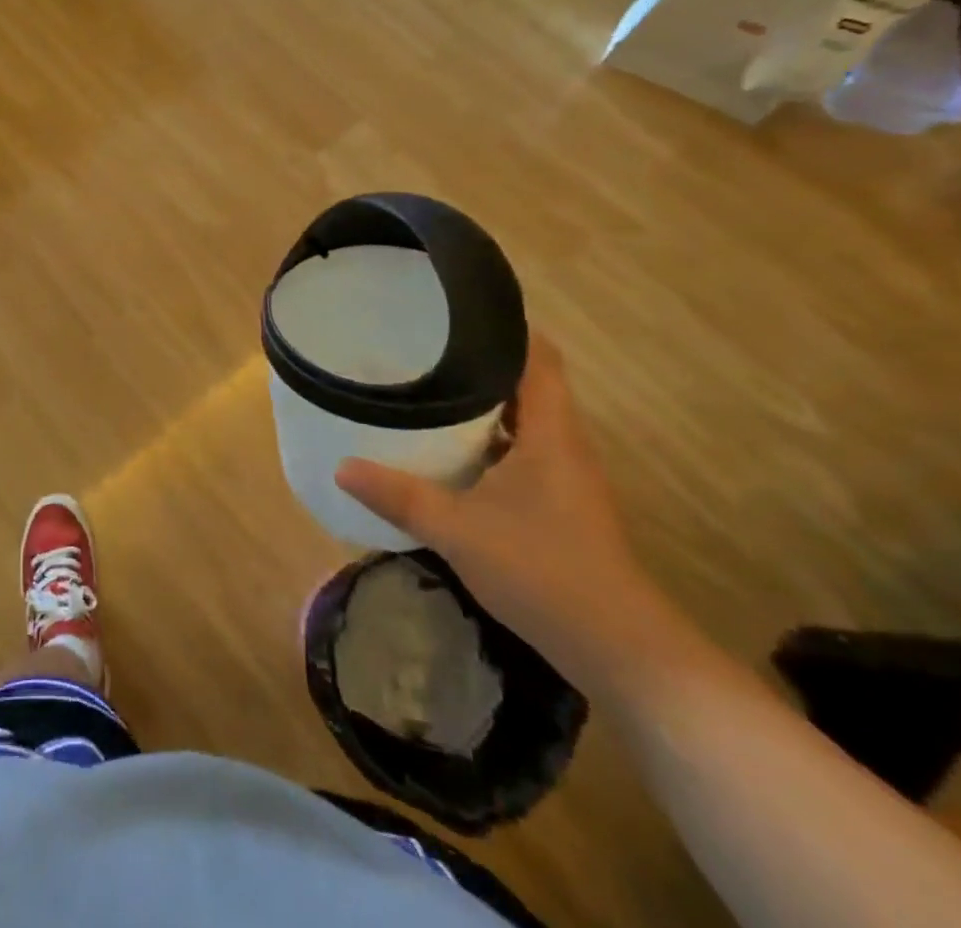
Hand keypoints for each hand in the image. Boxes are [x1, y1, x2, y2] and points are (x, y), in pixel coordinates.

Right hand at [335, 337, 677, 689]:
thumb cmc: (543, 571)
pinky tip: (449, 450)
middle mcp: (564, 443)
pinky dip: (487, 438)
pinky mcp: (560, 502)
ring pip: (522, 418)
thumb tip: (340, 467)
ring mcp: (565, 475)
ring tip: (426, 387)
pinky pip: (521, 449)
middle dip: (478, 360)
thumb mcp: (458, 530)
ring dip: (482, 402)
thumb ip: (399, 495)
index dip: (505, 325)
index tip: (456, 309)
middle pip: (526, 381)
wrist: (620, 651)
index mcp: (550, 432)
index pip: (538, 355)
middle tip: (422, 346)